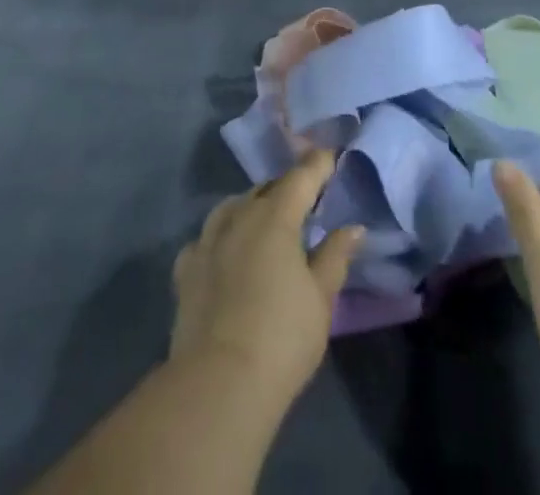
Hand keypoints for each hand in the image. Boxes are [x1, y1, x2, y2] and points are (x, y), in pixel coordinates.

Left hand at [170, 149, 362, 414]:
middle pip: (266, 188)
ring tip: (264, 219)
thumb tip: (352, 228)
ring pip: (232, 207)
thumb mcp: (321, 298)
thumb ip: (335, 257)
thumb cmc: (282, 338)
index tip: (331, 156)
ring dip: (251, 206)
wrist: (218, 384)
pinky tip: (224, 251)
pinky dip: (220, 237)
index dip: (318, 164)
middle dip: (286, 187)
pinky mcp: (186, 269)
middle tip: (304, 197)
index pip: (301, 176)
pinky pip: (205, 238)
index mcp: (276, 216)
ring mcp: (207, 240)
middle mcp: (239, 216)